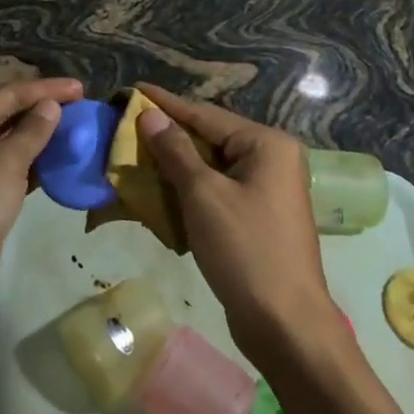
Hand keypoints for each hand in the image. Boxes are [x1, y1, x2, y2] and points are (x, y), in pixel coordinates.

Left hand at [0, 76, 81, 326]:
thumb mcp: (4, 164)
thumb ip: (31, 132)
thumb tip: (50, 106)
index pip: (9, 94)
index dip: (46, 89)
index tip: (82, 88)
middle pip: (8, 115)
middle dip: (43, 110)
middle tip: (82, 107)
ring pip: (11, 143)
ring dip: (42, 138)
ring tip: (78, 130)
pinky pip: (12, 170)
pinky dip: (36, 164)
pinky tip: (61, 163)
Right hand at [134, 84, 342, 371]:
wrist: (286, 325)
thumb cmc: (245, 250)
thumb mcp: (204, 195)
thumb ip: (175, 151)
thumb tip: (150, 115)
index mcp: (267, 145)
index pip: (206, 114)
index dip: (166, 103)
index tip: (133, 88)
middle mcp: (272, 160)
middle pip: (210, 138)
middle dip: (168, 135)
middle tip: (127, 125)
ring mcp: (267, 190)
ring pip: (211, 167)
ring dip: (174, 164)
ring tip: (135, 153)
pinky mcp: (258, 217)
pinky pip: (217, 191)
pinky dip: (189, 190)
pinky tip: (159, 190)